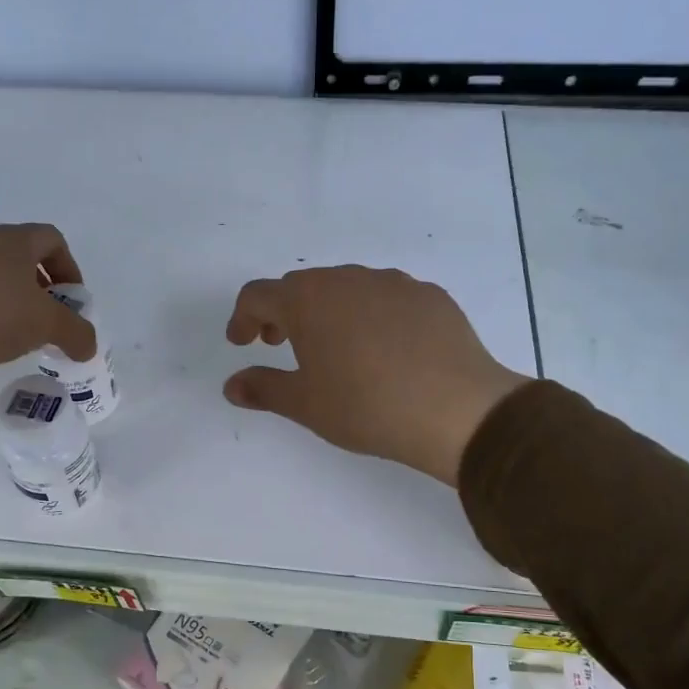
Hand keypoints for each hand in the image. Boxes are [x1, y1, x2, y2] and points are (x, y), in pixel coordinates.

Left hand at [0, 223, 96, 385]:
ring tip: (20, 335)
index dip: (70, 269)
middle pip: (26, 258)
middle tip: (50, 322)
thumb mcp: (45, 326)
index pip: (53, 240)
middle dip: (45, 290)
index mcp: (14, 240)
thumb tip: (88, 346)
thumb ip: (76, 333)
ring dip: (17, 303)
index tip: (72, 302)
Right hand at [223, 266, 530, 485]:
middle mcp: (348, 279)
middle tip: (282, 345)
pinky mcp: (430, 296)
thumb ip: (263, 388)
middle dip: (284, 313)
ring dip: (329, 311)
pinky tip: (385, 350)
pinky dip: (371, 316)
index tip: (242, 343)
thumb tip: (232, 385)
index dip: (242, 318)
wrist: (456, 409)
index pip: (259, 295)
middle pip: (303, 286)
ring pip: (347, 288)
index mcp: (309, 300)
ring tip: (336, 349)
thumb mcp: (305, 404)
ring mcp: (394, 283)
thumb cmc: (366, 406)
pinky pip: (387, 298)